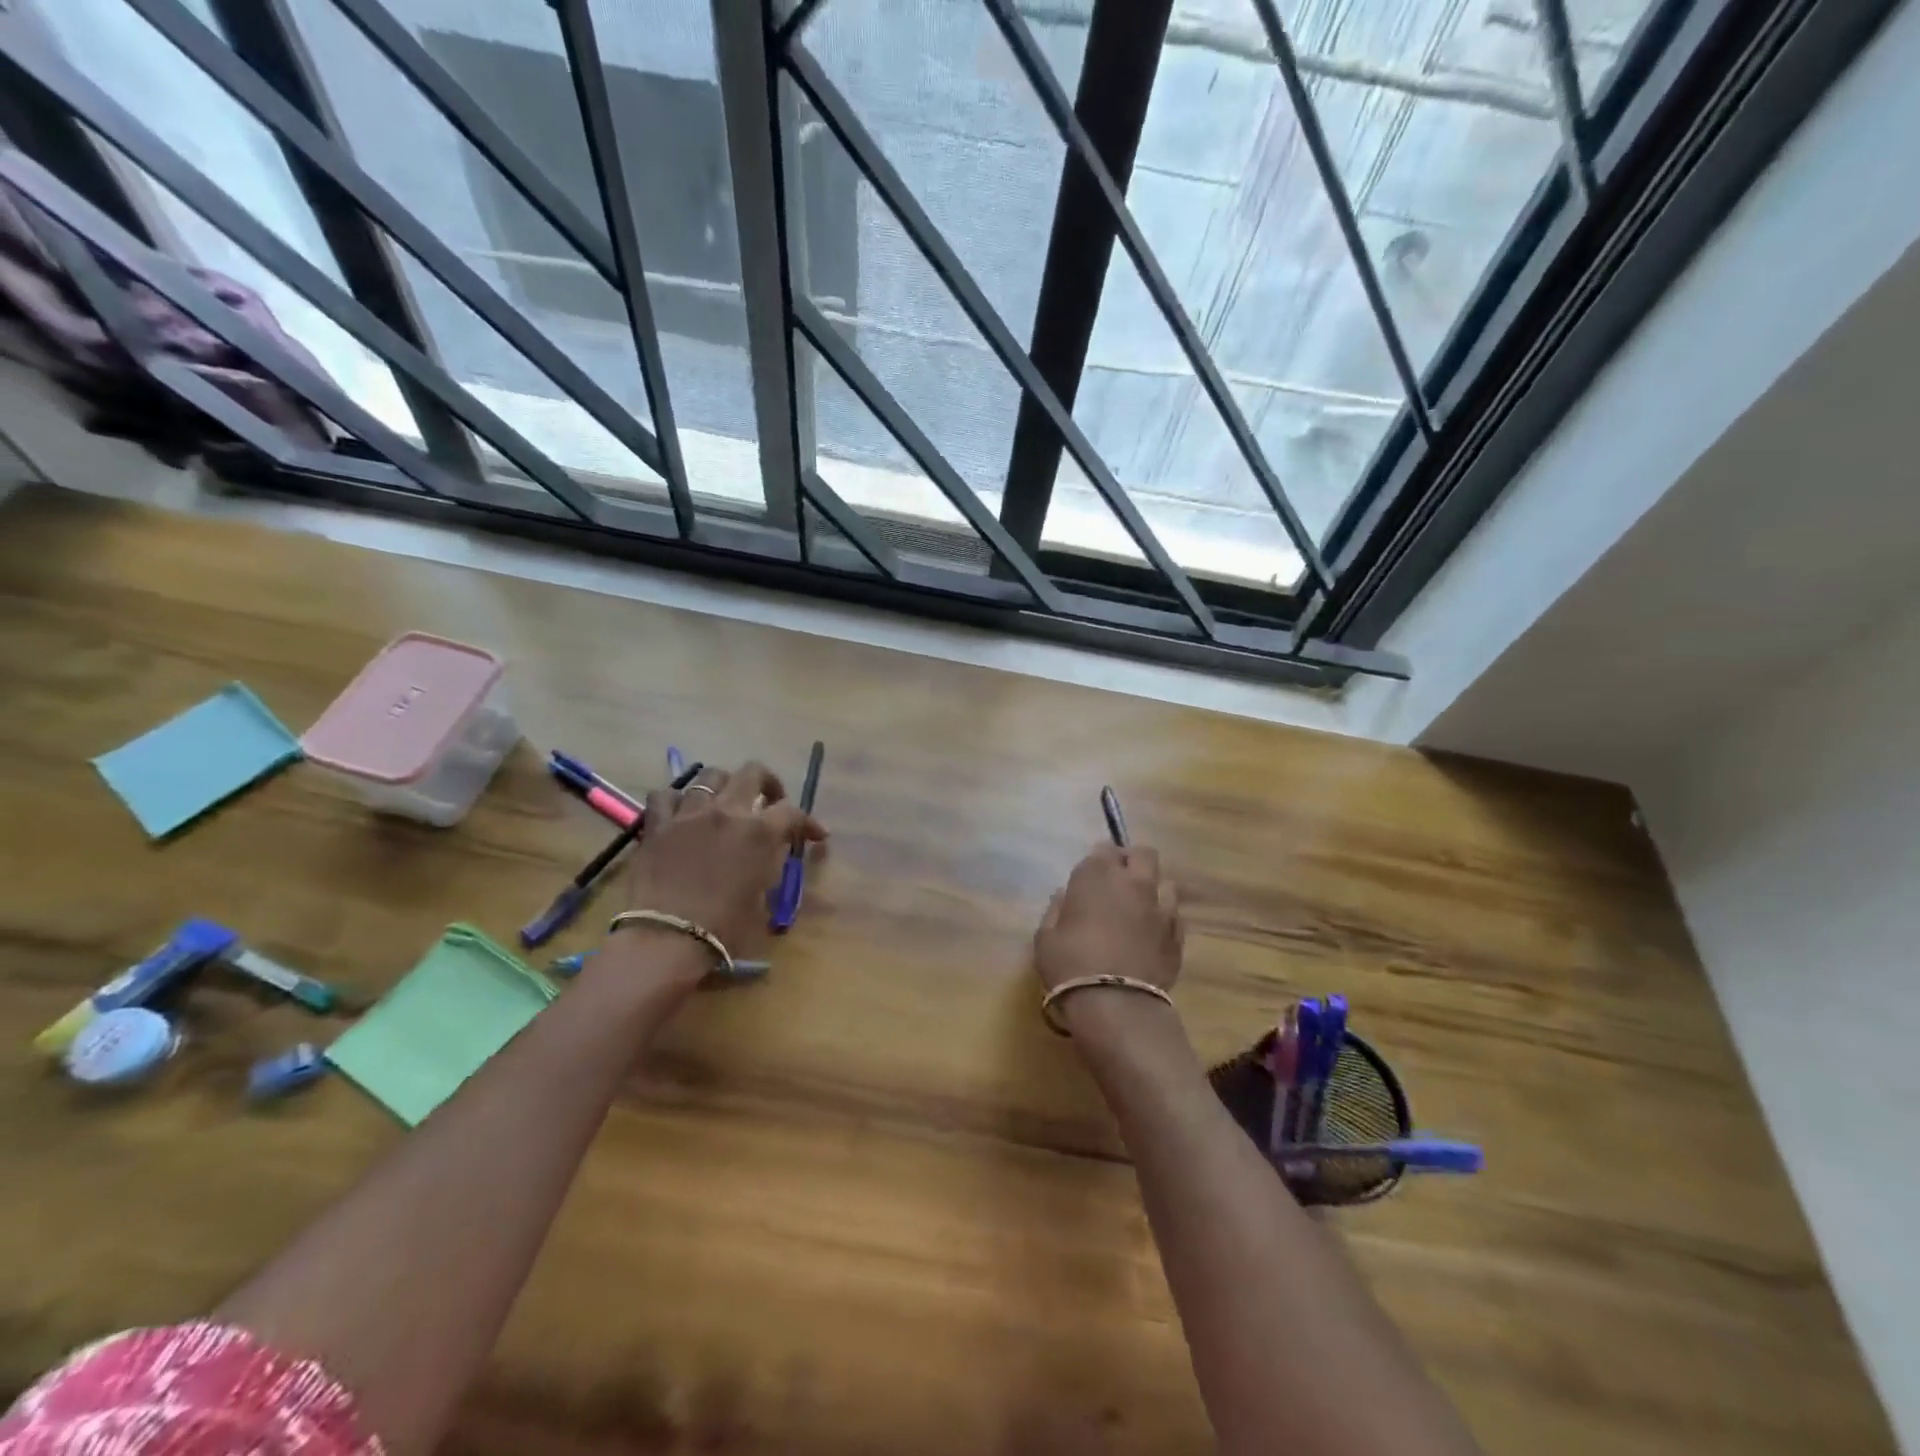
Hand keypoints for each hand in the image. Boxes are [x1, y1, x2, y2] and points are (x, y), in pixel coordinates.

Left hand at [610, 761, 826, 984]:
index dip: (809, 822)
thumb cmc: (723, 927)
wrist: (666, 938)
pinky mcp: (657, 824)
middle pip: (753, 772)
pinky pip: (665, 795)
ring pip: (709, 775)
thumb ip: (769, 867)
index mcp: (759, 832)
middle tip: (769, 801)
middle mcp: (727, 811)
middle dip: (768, 783)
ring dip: (724, 786)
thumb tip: (770, 856)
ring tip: (724, 802)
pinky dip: (676, 799)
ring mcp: (689, 813)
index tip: (816, 835)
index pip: (793, 812)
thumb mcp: (762, 898)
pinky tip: (681, 811)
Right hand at [1034, 842, 1183, 995]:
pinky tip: (1152, 935)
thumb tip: (1065, 897)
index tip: (1090, 877)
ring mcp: (1160, 908)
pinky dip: (1164, 919)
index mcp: (1096, 876)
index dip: (1098, 861)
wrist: (1116, 1004)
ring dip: (1152, 889)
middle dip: (1131, 862)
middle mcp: (1133, 883)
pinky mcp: (1177, 935)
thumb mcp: (1045, 938)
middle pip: (1142, 854)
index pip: (1103, 849)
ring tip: (1139, 909)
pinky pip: (1174, 915)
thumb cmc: (1070, 965)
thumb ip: (1056, 911)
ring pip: (1165, 882)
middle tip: (1118, 882)